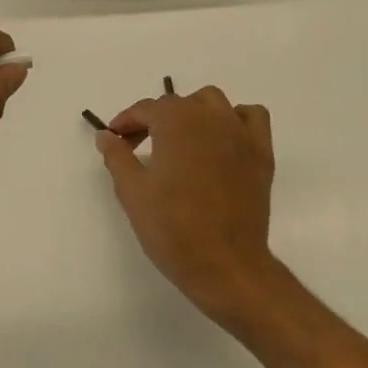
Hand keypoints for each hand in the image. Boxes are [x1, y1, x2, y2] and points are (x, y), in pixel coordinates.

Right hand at [94, 86, 279, 324]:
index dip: (126, 122)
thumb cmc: (172, 228)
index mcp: (176, 121)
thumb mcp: (132, 192)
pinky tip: (224, 139)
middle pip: (178, 104)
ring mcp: (240, 131)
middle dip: (155, 120)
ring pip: (213, 102)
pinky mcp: (262, 151)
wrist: (225, 265)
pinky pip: (251, 116)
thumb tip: (106, 135)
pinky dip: (236, 118)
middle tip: (140, 148)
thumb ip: (117, 157)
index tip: (115, 139)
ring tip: (181, 140)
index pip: (146, 109)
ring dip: (193, 112)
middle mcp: (209, 116)